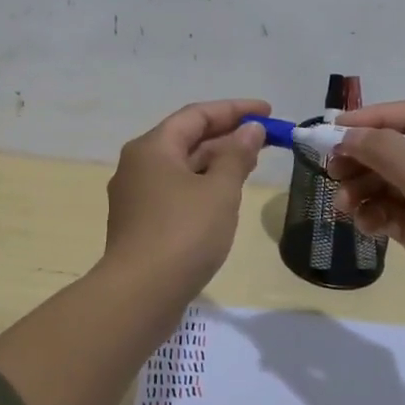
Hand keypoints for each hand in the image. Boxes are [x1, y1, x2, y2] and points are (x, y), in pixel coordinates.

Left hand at [103, 98, 268, 299]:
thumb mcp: (220, 191)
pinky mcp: (141, 224)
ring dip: (216, 162)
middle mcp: (138, 165)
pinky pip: (176, 191)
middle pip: (186, 139)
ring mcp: (136, 196)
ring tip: (251, 165)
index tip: (268, 111)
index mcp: (152, 147)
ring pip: (182, 167)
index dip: (234, 109)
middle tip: (263, 139)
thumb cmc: (183, 233)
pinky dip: (202, 186)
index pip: (196, 115)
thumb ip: (237, 156)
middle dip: (226, 136)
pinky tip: (224, 198)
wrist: (140, 295)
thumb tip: (250, 130)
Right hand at [328, 100, 404, 348]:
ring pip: (387, 184)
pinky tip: (364, 226)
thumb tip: (350, 134)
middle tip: (333, 170)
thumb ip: (392, 156)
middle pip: (395, 151)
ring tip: (343, 206)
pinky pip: (388, 213)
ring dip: (361, 189)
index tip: (336, 129)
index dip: (375, 118)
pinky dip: (371, 215)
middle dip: (362, 158)